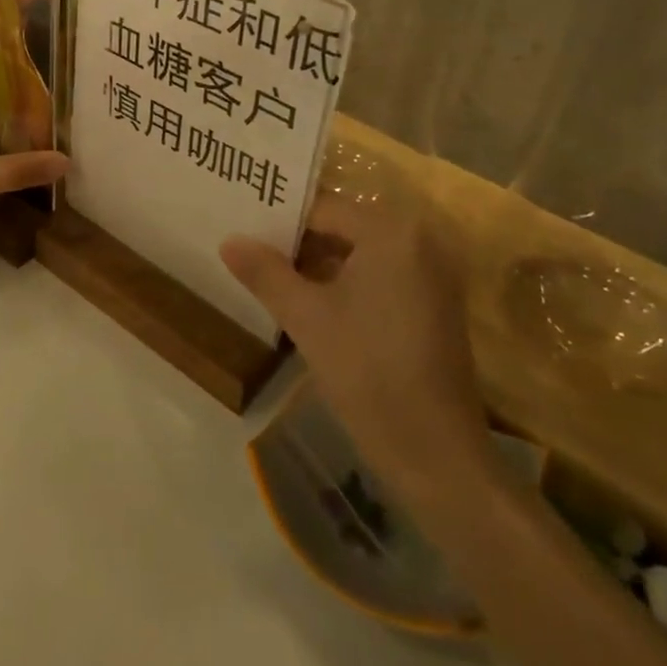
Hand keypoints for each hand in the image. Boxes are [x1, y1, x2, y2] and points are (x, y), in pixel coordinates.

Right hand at [221, 182, 492, 505]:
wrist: (438, 456)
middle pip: (343, 227)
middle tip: (252, 254)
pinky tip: (311, 303)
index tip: (244, 235)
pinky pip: (381, 274)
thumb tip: (229, 240)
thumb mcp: (306, 318)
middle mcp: (419, 239)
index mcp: (391, 231)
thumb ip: (265, 272)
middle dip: (298, 243)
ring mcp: (432, 273)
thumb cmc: (368, 373)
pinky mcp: (435, 303)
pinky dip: (347, 282)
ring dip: (320, 264)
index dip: (280, 223)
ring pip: (360, 253)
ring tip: (273, 277)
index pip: (323, 209)